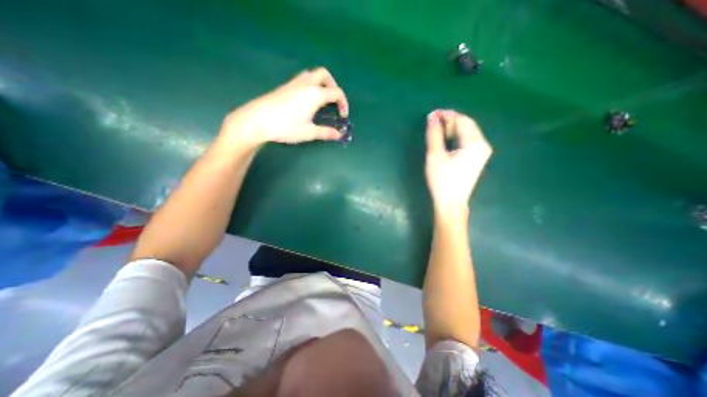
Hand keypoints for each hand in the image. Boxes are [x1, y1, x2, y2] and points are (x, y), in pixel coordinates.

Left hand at [217, 66, 347, 148]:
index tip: (343, 116)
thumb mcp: (309, 132)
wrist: (258, 120)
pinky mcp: (285, 86)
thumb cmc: (286, 127)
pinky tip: (307, 101)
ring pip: (312, 74)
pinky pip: (303, 79)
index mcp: (315, 94)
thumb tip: (339, 135)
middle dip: (333, 86)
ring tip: (322, 99)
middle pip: (324, 75)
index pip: (336, 92)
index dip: (343, 103)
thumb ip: (326, 132)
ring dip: (321, 83)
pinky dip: (311, 85)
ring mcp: (294, 83)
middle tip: (334, 101)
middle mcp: (306, 84)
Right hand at [425, 109, 492, 216]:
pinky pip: (466, 141)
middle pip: (467, 125)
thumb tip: (431, 117)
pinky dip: (455, 137)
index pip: (462, 120)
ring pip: (467, 133)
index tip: (432, 114)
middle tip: (432, 121)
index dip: (447, 115)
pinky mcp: (476, 159)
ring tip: (436, 129)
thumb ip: (434, 134)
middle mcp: (482, 145)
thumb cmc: (442, 180)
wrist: (451, 203)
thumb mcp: (435, 156)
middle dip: (450, 120)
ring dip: (452, 128)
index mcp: (475, 143)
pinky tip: (445, 139)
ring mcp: (481, 153)